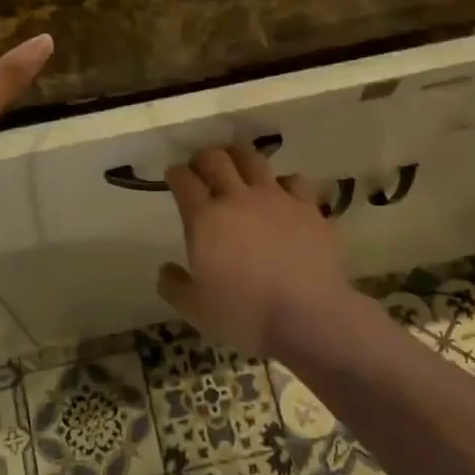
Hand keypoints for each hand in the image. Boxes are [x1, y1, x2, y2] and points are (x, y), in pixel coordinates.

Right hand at [156, 145, 353, 358]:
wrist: (309, 316)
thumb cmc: (245, 315)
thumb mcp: (196, 310)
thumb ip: (175, 286)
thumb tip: (165, 270)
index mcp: (205, 219)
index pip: (183, 180)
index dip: (175, 174)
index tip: (174, 176)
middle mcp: (239, 198)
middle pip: (217, 159)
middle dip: (204, 157)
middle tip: (201, 166)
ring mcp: (277, 199)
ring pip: (254, 160)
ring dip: (240, 158)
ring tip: (238, 166)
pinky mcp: (309, 208)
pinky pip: (294, 182)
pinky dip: (283, 184)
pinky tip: (282, 195)